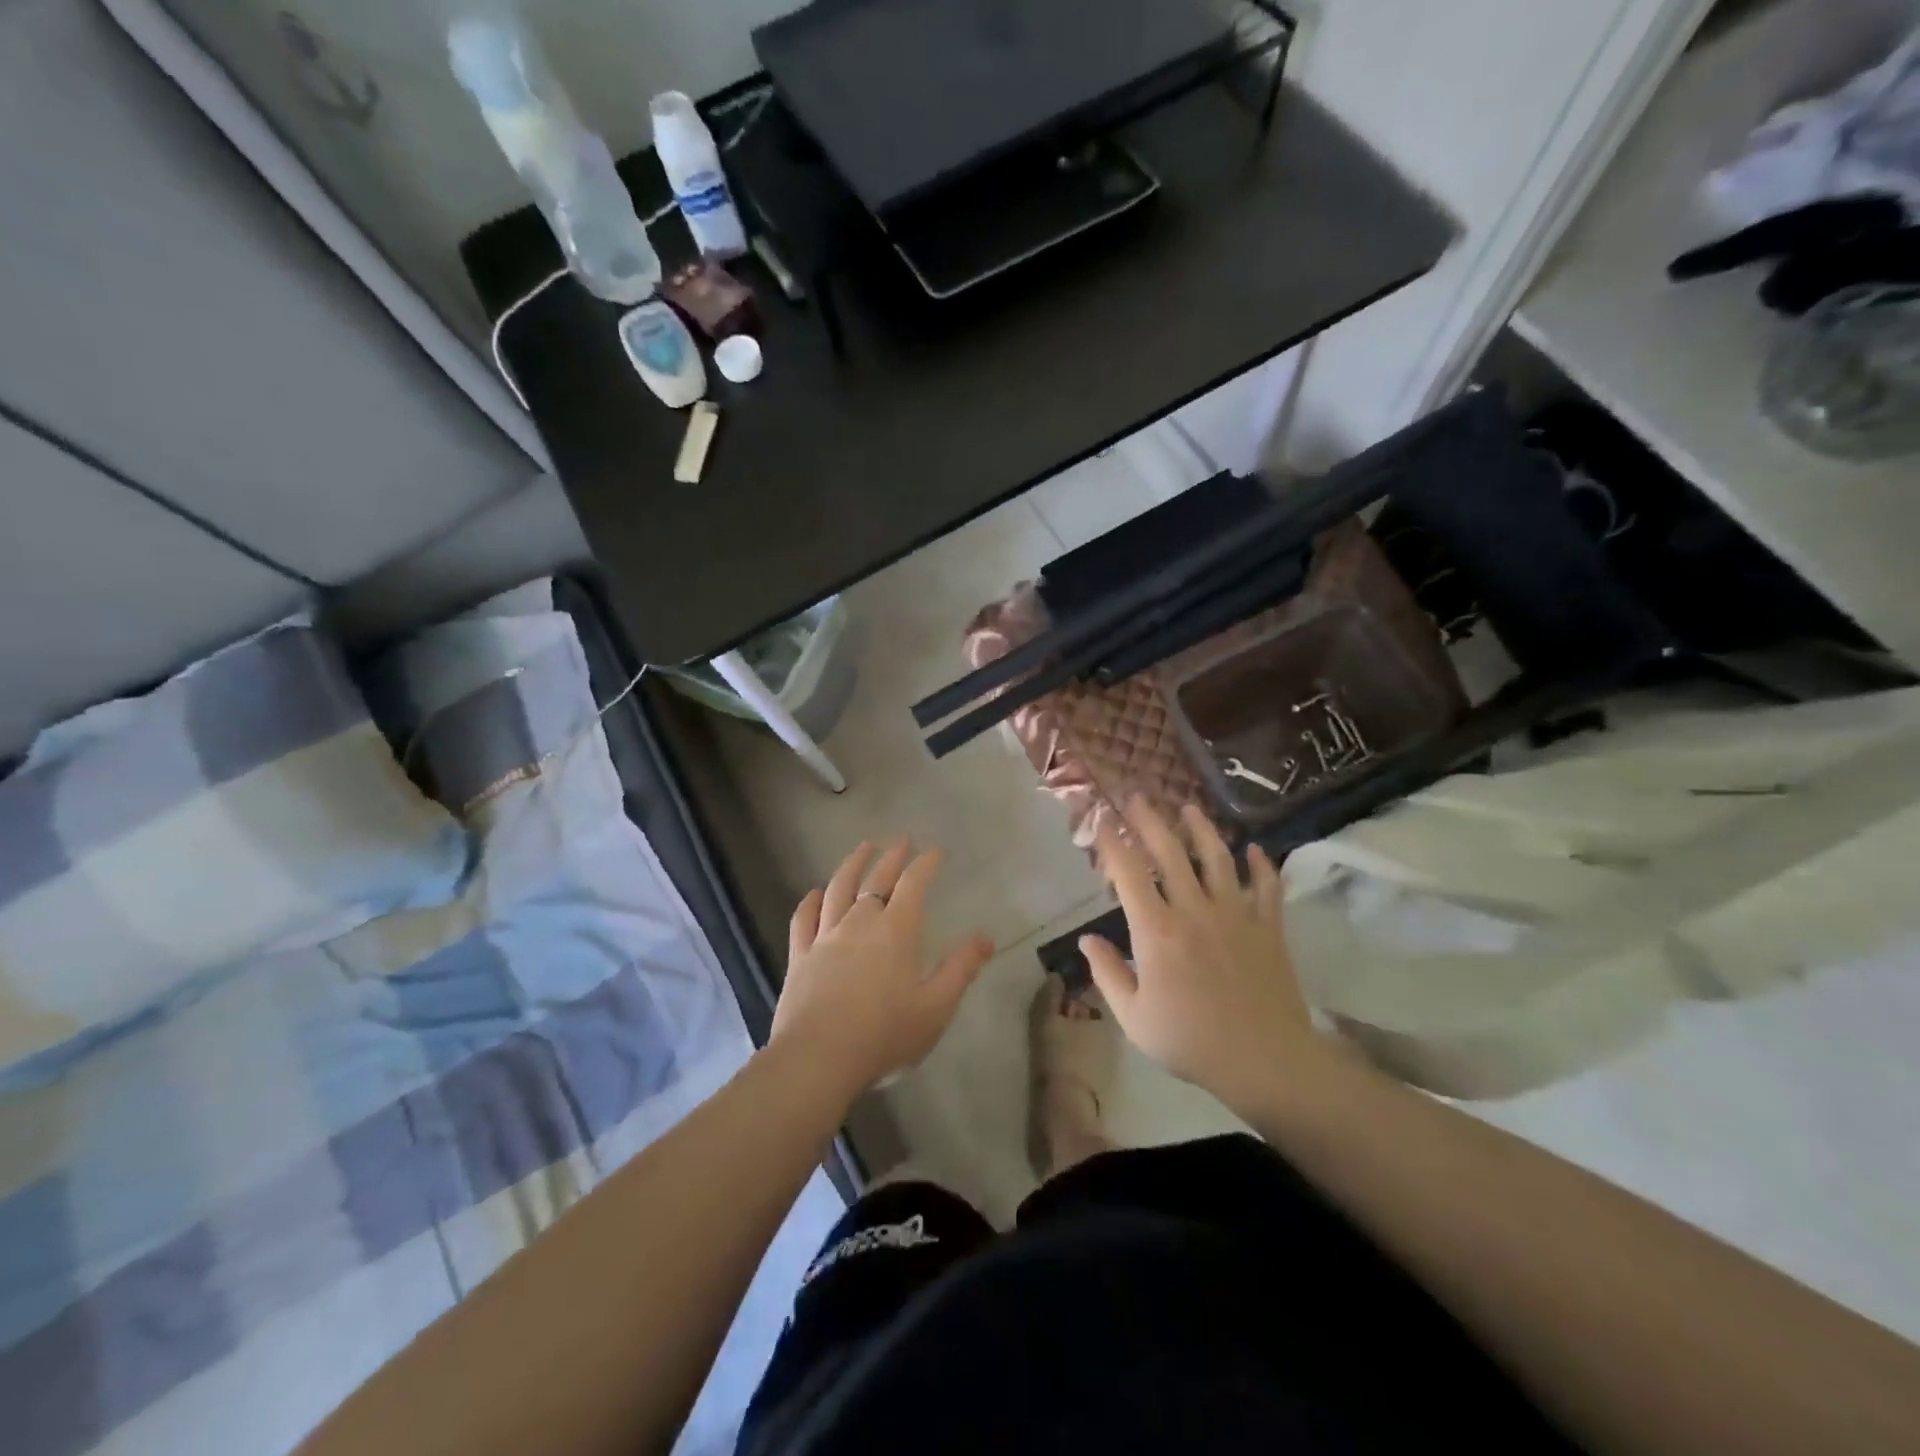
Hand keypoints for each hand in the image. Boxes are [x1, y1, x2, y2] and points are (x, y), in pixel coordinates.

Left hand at [769, 838, 993, 1104]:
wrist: (818, 1059)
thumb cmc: (884, 1034)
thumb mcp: (936, 1007)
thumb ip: (961, 969)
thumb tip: (985, 938)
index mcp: (896, 931)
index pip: (914, 884)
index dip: (926, 864)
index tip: (935, 851)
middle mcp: (860, 923)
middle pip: (876, 880)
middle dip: (892, 857)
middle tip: (900, 840)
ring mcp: (826, 937)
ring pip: (838, 889)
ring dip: (852, 865)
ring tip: (862, 848)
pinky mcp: (800, 956)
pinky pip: (804, 919)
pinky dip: (810, 901)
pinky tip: (815, 893)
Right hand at [1081, 800, 1324, 1112]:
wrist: (1264, 1061)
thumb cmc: (1190, 1041)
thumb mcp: (1133, 1017)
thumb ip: (1107, 974)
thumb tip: (1086, 940)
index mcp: (1156, 930)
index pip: (1129, 873)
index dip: (1112, 843)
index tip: (1101, 823)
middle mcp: (1194, 910)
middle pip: (1170, 852)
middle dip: (1150, 820)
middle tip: (1137, 797)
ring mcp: (1235, 914)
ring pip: (1217, 858)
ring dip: (1202, 828)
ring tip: (1189, 807)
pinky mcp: (1268, 927)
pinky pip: (1266, 887)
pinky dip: (1262, 865)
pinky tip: (1254, 849)